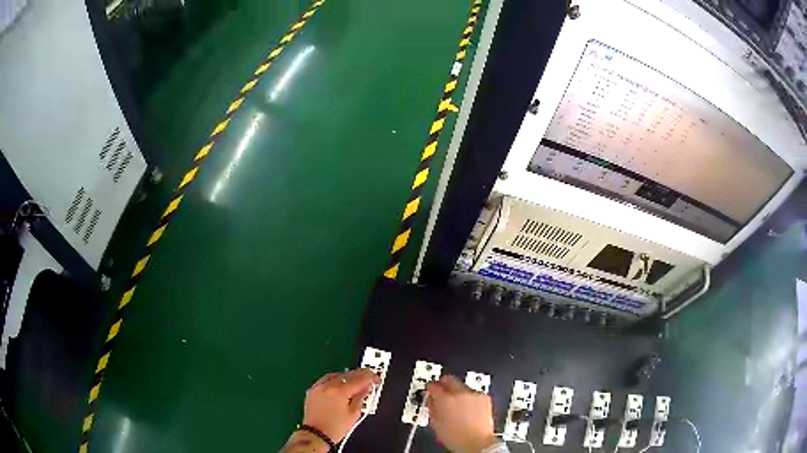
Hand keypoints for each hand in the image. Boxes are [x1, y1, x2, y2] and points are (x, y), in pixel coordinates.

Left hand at [302, 368, 380, 443]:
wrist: (316, 435)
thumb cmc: (336, 427)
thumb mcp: (354, 414)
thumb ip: (361, 398)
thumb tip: (366, 388)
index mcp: (340, 391)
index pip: (359, 379)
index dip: (371, 377)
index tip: (377, 379)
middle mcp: (328, 385)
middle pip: (347, 374)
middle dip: (360, 375)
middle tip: (369, 379)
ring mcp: (318, 387)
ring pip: (336, 375)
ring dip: (347, 377)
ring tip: (355, 382)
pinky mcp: (312, 390)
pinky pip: (326, 380)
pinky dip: (335, 380)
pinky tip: (340, 385)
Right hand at [426, 375, 496, 452]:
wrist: (477, 442)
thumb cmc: (457, 437)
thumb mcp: (436, 424)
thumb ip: (431, 407)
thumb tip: (431, 400)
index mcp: (445, 399)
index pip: (433, 386)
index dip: (430, 387)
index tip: (430, 389)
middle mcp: (460, 393)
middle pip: (449, 379)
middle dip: (444, 384)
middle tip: (441, 391)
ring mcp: (474, 394)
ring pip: (462, 386)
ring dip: (457, 391)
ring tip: (456, 404)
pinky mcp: (485, 398)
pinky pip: (473, 393)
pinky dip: (469, 397)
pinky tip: (468, 408)